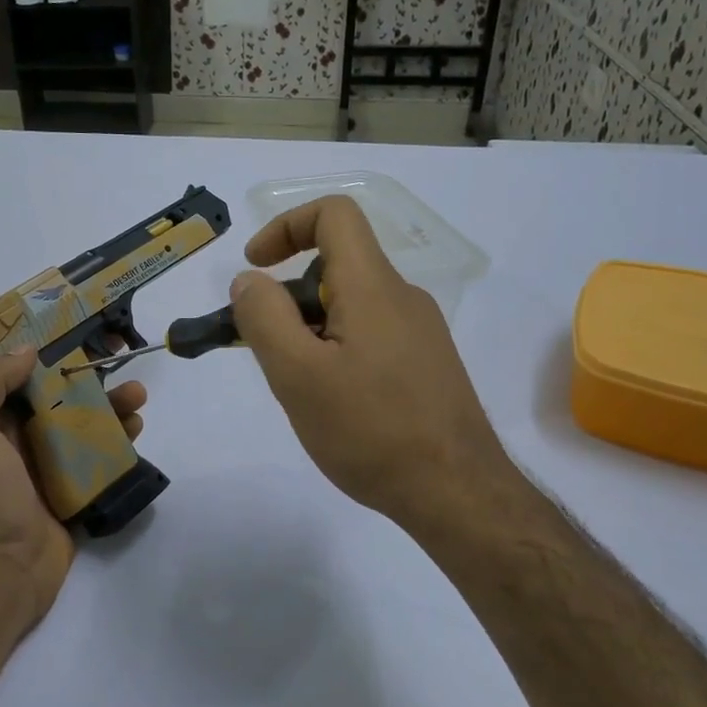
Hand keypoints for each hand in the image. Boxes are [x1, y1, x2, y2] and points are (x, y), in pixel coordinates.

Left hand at [0, 346, 148, 636]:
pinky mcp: (74, 497)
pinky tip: (136, 434)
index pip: (21, 379)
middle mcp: (18, 443)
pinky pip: (99, 464)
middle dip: (91, 383)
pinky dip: (118, 447)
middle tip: (123, 368)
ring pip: (85, 430)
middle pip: (60, 402)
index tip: (82, 337)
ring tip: (138, 400)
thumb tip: (27, 351)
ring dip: (111, 411)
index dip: (50, 356)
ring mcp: (49, 472)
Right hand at [229, 196, 514, 536]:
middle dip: (289, 298)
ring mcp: (421, 333)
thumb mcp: (298, 375)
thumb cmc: (371, 431)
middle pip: (337, 266)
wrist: (456, 493)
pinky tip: (335, 405)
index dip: (286, 226)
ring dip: (311, 330)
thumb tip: (249, 280)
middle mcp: (403, 297)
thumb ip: (264, 318)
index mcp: (373, 286)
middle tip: (267, 354)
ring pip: (352, 306)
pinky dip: (337, 351)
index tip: (255, 269)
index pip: (334, 214)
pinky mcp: (428, 365)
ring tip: (300, 390)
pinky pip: (371, 336)